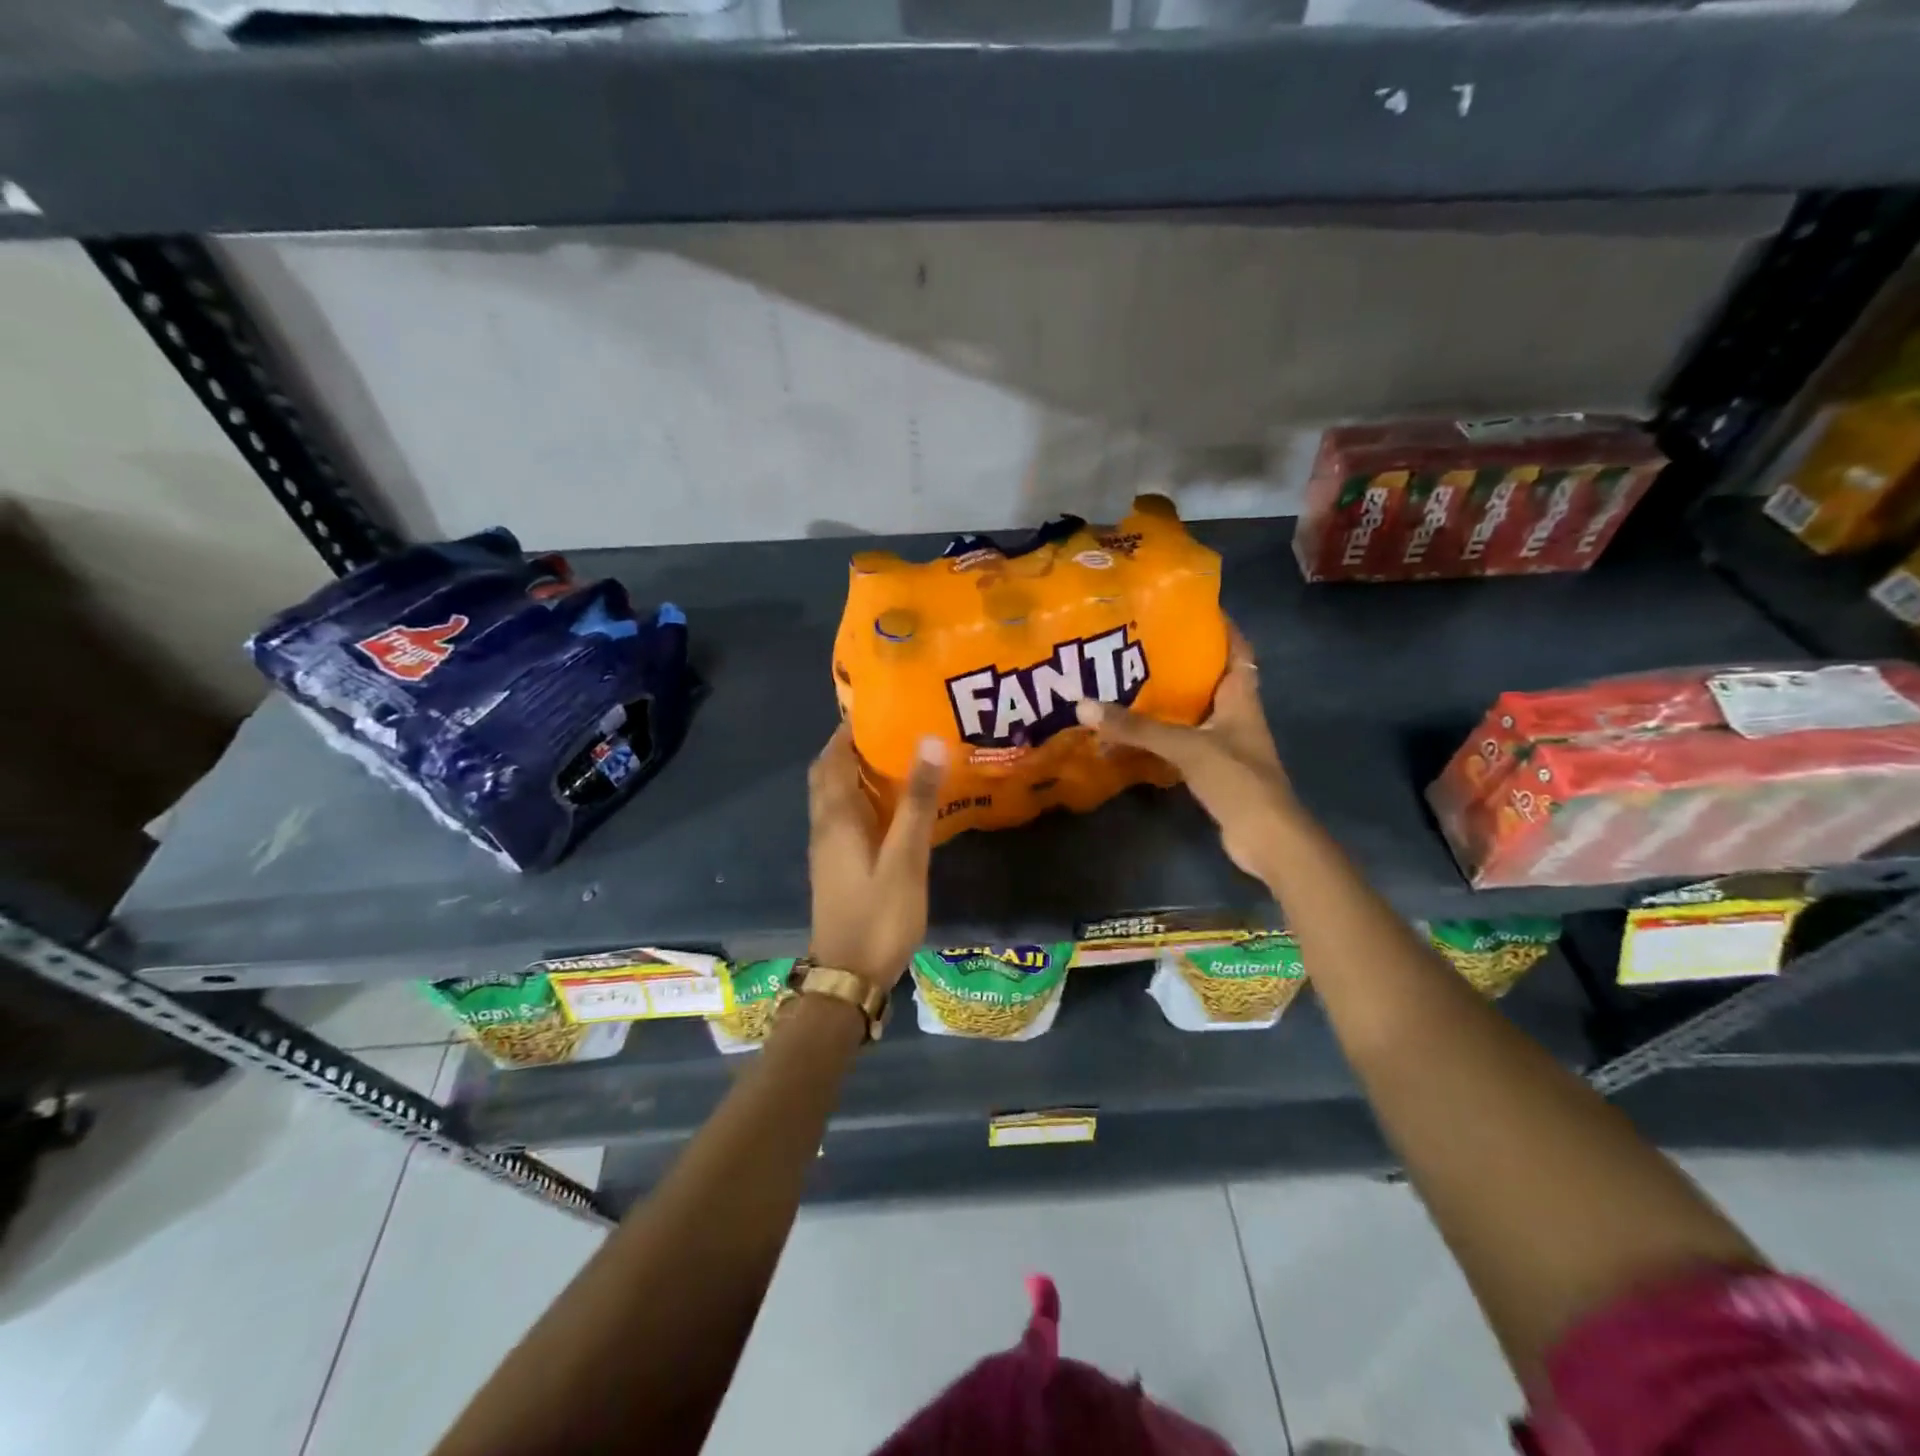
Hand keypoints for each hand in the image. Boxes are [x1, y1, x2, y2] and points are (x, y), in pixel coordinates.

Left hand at [806, 726, 945, 990]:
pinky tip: (893, 807)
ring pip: (835, 796)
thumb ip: (917, 802)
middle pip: (829, 773)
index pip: (834, 757)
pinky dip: (862, 799)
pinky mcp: (837, 866)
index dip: (849, 729)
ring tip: (897, 758)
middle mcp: (825, 826)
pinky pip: (844, 817)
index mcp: (836, 817)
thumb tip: (928, 741)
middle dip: (851, 747)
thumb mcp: (905, 858)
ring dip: (856, 773)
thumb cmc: (879, 915)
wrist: (849, 976)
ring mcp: (828, 848)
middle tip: (891, 731)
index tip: (879, 707)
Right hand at [1076, 624, 1297, 880]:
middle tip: (1143, 644)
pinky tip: (1136, 731)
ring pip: (1196, 711)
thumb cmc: (1238, 780)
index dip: (1220, 626)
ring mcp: (1228, 744)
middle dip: (1183, 660)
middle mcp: (1237, 715)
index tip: (1189, 607)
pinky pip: (1186, 741)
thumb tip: (1084, 705)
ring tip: (1131, 680)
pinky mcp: (1215, 770)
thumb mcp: (1186, 747)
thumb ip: (1138, 728)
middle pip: (1212, 677)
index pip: (1237, 649)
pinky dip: (1164, 734)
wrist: (1266, 838)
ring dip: (1171, 699)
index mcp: (1242, 697)